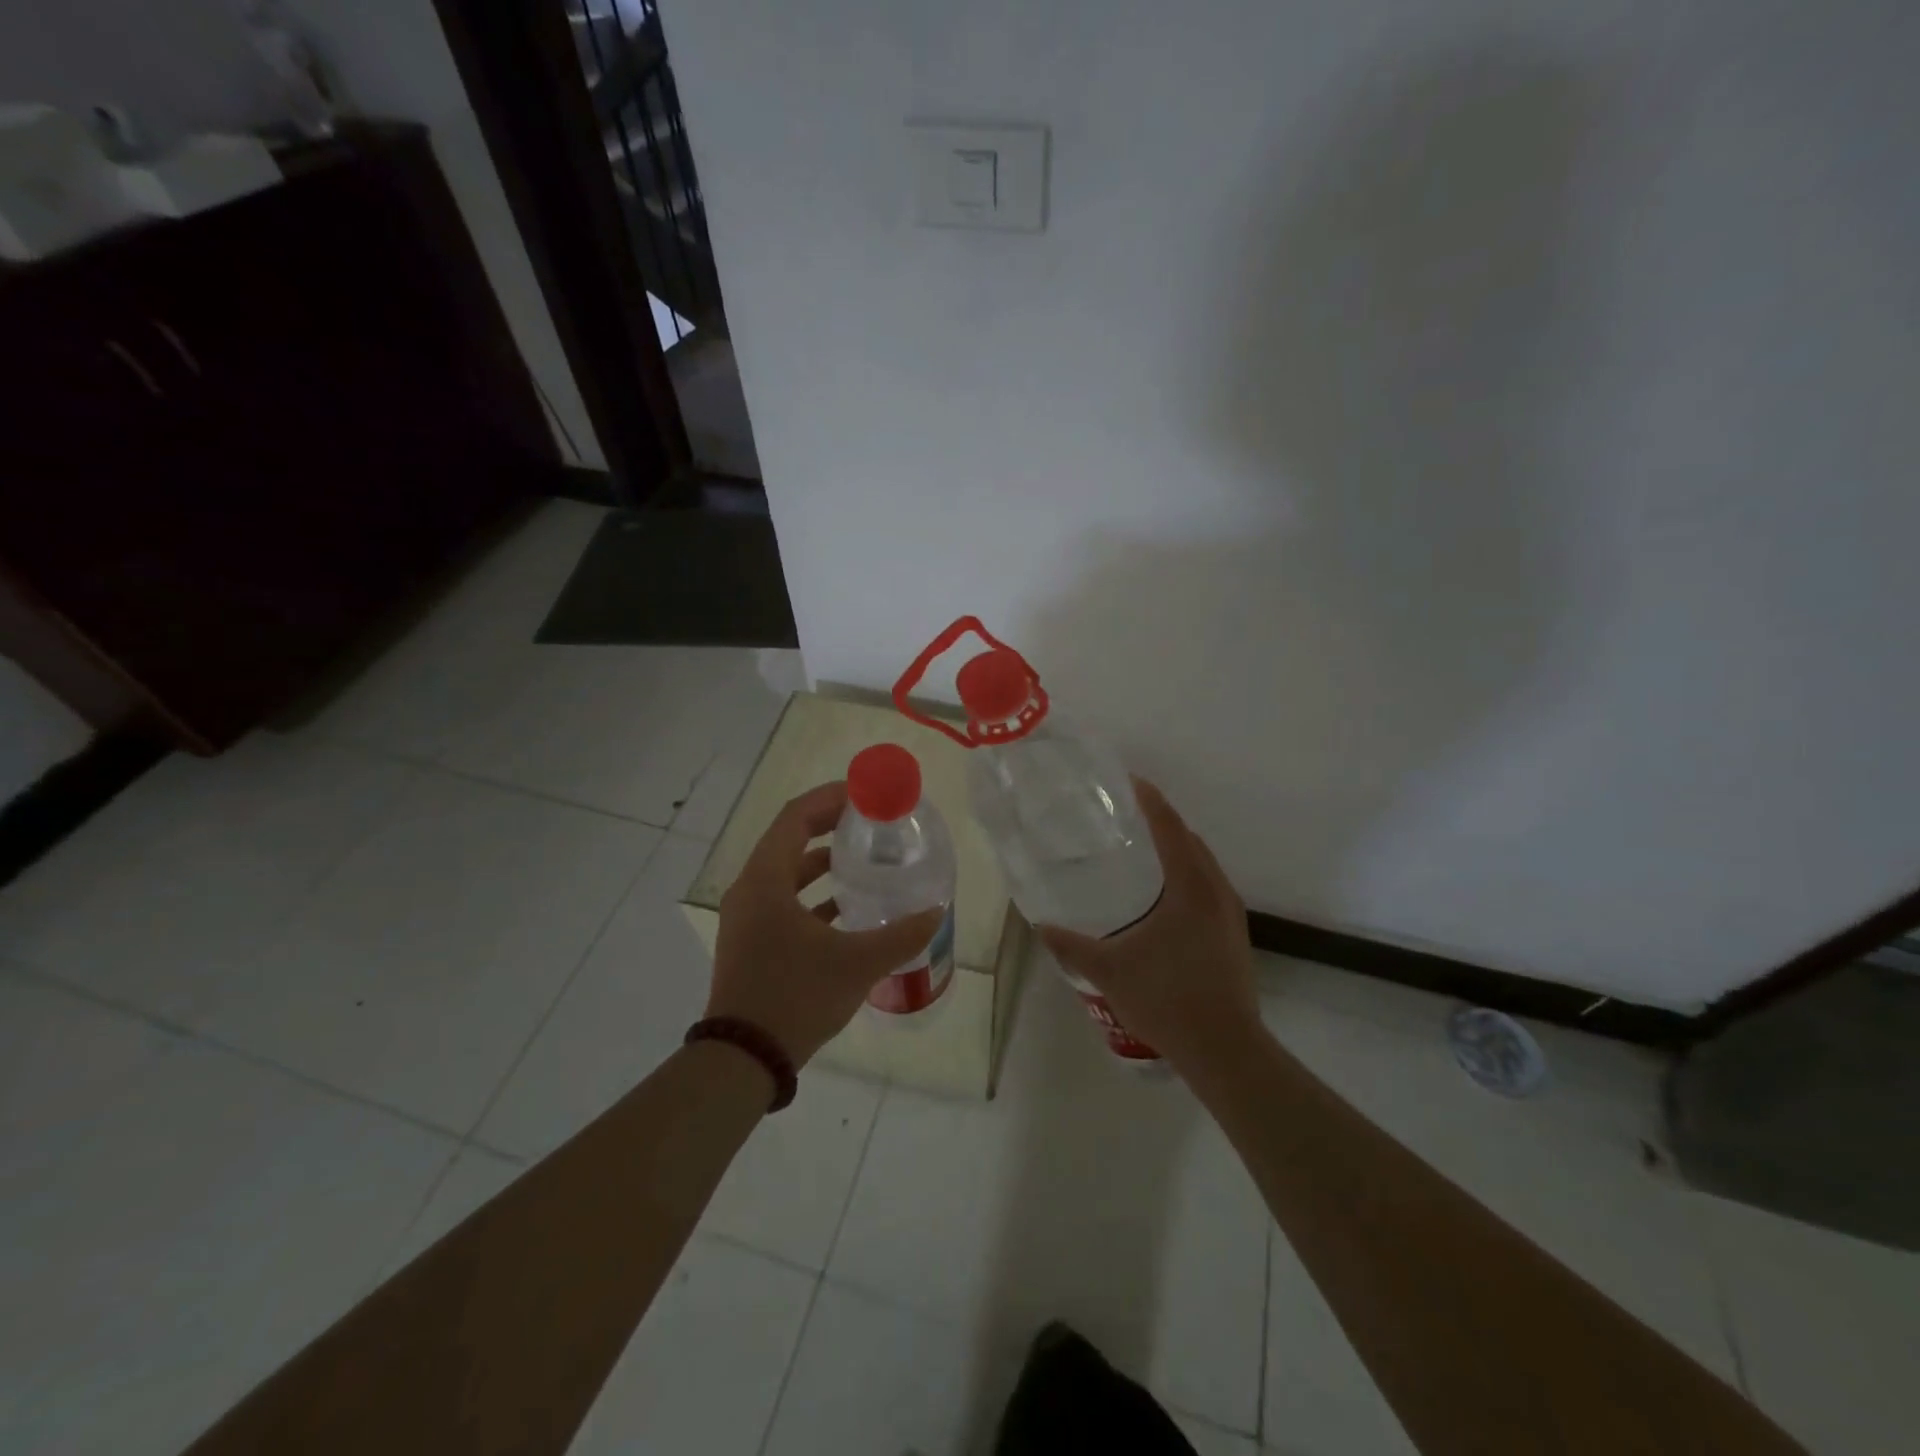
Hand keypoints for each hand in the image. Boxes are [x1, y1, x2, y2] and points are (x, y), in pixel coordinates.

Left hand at [710, 781, 944, 1067]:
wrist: (743, 1059)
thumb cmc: (796, 997)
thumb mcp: (857, 964)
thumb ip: (901, 935)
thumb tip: (937, 911)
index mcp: (765, 880)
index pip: (795, 817)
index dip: (830, 798)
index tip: (865, 794)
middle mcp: (750, 890)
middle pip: (790, 839)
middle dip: (829, 826)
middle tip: (870, 822)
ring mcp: (746, 917)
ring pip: (786, 872)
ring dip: (821, 862)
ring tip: (862, 861)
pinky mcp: (751, 941)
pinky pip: (782, 901)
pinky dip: (812, 895)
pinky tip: (846, 909)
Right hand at [1036, 778, 1259, 1068]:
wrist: (1225, 1048)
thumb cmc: (1166, 999)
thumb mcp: (1108, 970)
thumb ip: (1070, 945)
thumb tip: (1040, 924)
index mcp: (1190, 887)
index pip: (1170, 828)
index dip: (1150, 801)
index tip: (1129, 781)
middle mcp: (1216, 890)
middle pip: (1190, 840)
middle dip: (1162, 821)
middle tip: (1126, 815)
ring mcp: (1230, 913)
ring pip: (1203, 864)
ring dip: (1176, 849)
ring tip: (1141, 849)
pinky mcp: (1233, 933)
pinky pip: (1208, 886)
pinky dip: (1186, 874)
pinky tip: (1162, 896)